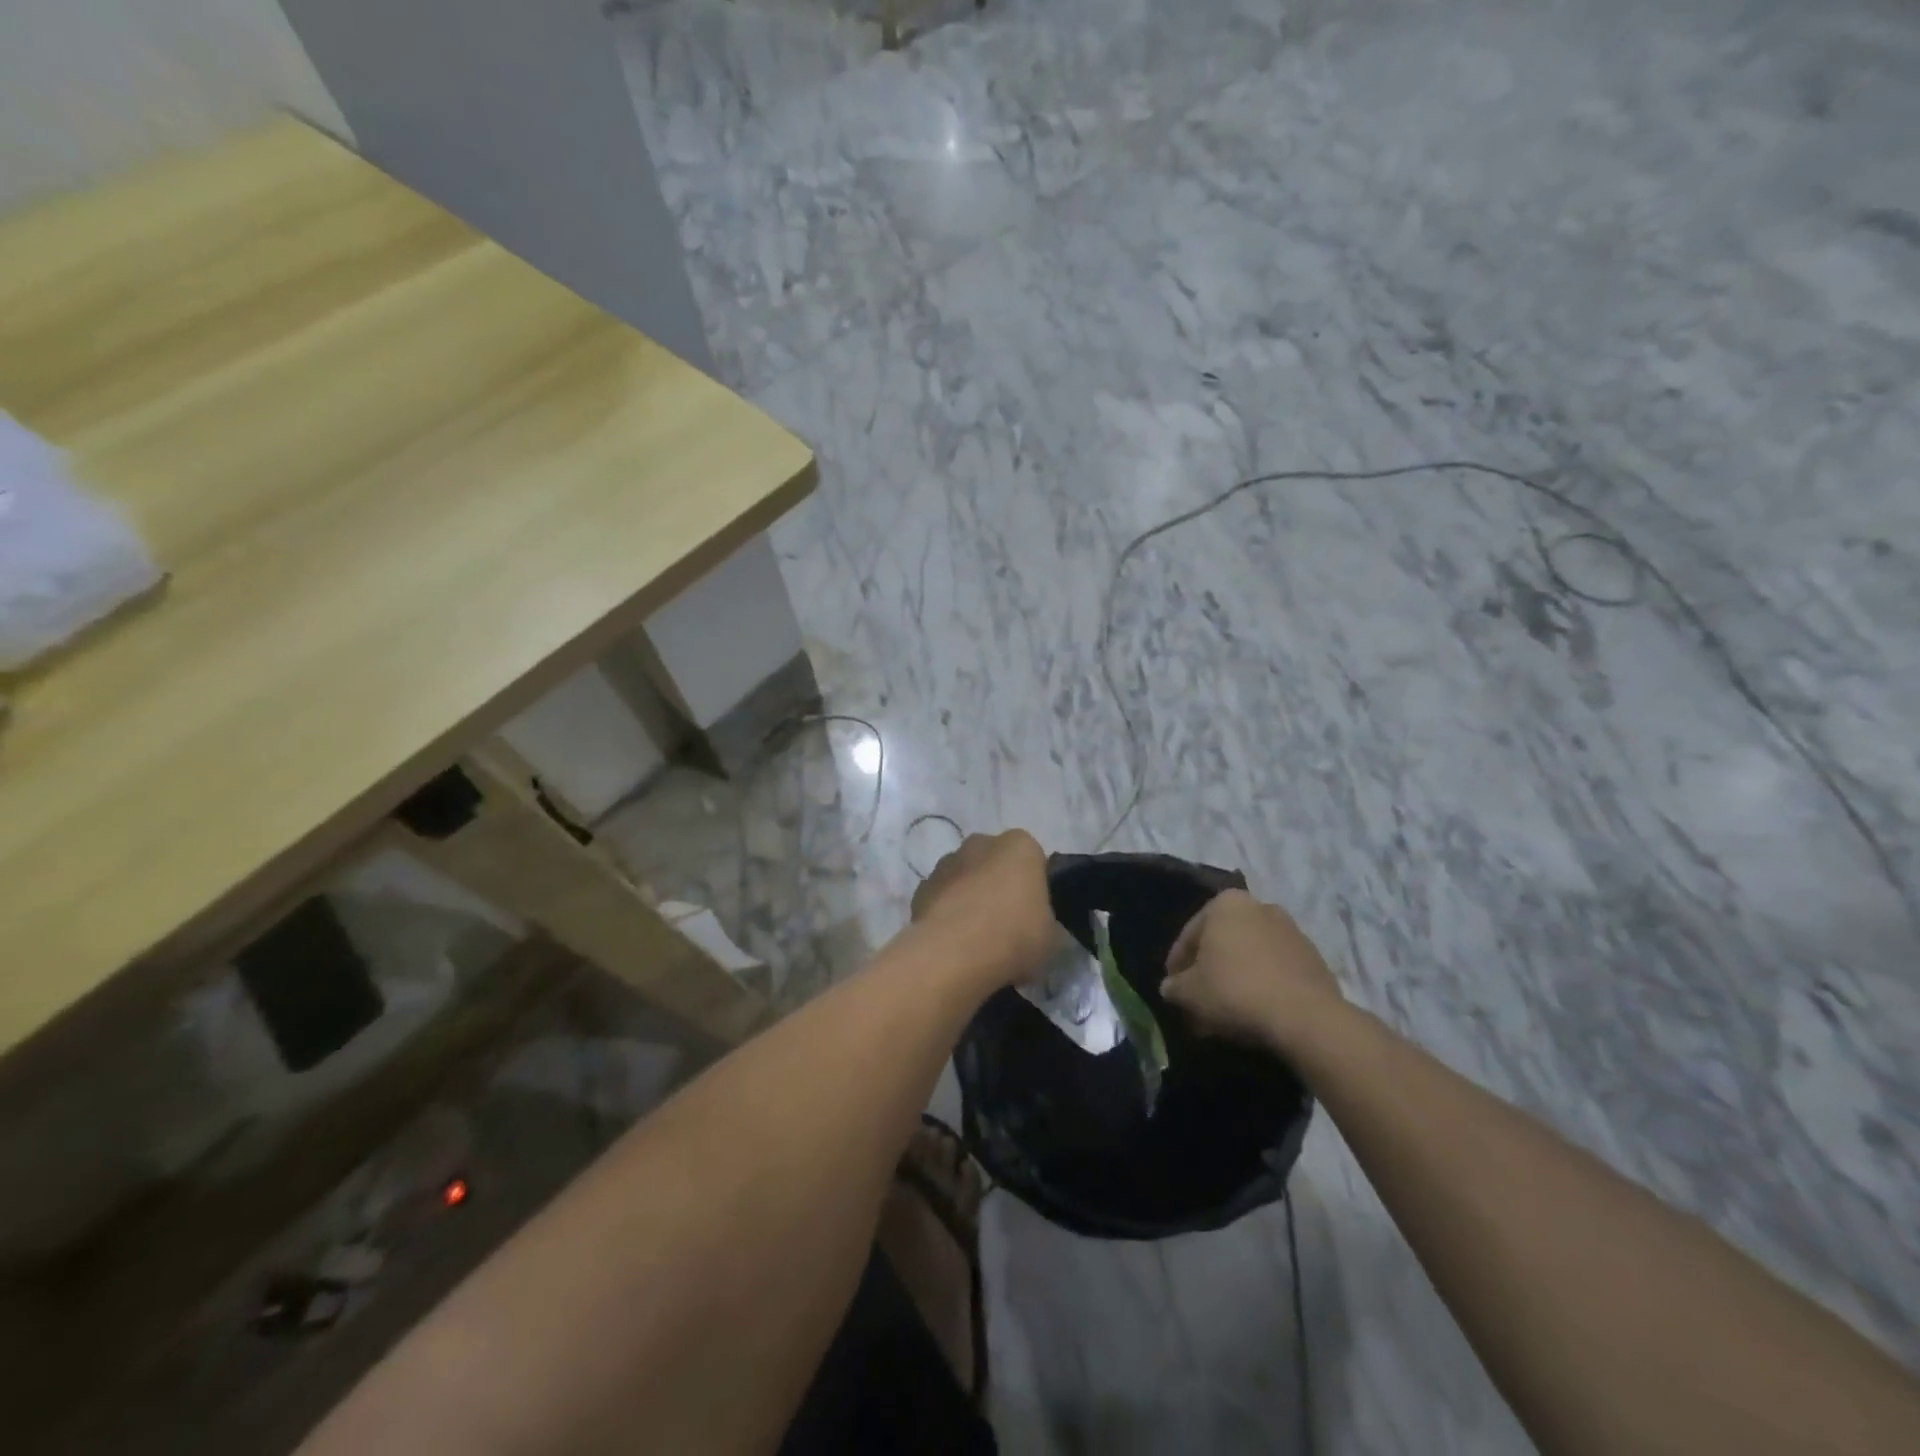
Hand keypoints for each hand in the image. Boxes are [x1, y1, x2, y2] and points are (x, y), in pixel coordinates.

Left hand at [910, 830, 1054, 988]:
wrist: (955, 954)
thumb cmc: (1015, 935)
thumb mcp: (1051, 936)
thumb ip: (1045, 922)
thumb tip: (1037, 929)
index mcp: (1020, 846)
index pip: (1032, 859)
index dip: (1033, 886)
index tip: (1034, 913)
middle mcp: (980, 843)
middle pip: (993, 862)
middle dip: (997, 884)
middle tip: (1006, 924)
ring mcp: (946, 863)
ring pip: (964, 878)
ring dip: (969, 897)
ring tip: (976, 938)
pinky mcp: (920, 889)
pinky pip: (941, 899)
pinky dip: (945, 914)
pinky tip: (952, 943)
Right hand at [1160, 890, 1345, 1053]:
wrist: (1305, 1017)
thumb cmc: (1235, 991)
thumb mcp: (1189, 992)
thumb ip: (1174, 986)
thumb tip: (1171, 987)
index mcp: (1227, 903)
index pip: (1190, 934)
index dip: (1177, 964)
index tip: (1173, 988)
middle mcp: (1261, 907)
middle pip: (1224, 941)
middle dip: (1210, 969)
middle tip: (1199, 998)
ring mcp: (1292, 932)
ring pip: (1251, 956)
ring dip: (1237, 977)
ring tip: (1227, 1010)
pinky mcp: (1314, 959)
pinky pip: (1276, 970)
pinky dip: (1263, 986)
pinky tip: (1256, 1012)